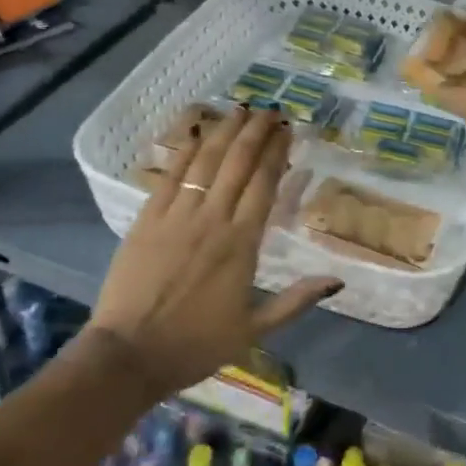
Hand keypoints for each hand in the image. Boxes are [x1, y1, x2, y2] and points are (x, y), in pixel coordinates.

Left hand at [89, 106, 338, 399]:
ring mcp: (177, 216)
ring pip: (206, 162)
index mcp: (242, 243)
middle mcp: (213, 219)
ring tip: (240, 110)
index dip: (277, 152)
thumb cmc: (195, 344)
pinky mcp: (146, 219)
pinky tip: (199, 134)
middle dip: (256, 132)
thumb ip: (296, 301)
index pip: (264, 183)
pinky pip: (170, 176)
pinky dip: (187, 152)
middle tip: (269, 110)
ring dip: (225, 132)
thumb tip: (337, 281)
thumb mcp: (254, 329)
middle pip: (238, 163)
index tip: (287, 130)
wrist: (128, 355)